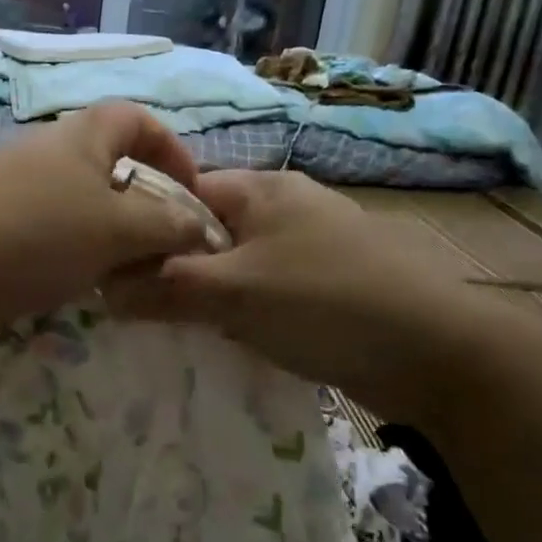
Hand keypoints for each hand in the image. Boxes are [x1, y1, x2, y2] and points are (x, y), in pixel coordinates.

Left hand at [0, 102, 210, 345]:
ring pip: (84, 212)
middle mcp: (51, 158)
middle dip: (145, 208)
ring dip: (113, 243)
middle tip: (166, 251)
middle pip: (112, 171)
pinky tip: (89, 295)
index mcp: (82, 138)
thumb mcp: (115, 229)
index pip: (138, 121)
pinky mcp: (0, 233)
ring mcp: (20, 196)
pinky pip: (54, 241)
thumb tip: (200, 228)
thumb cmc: (34, 233)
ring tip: (134, 280)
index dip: (172, 150)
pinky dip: (77, 263)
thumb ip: (165, 227)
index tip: (192, 195)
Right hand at [106, 169, 488, 409]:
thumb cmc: (325, 303)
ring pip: (238, 264)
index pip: (183, 193)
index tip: (115, 270)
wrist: (437, 352)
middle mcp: (286, 207)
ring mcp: (311, 245)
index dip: (145, 227)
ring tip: (177, 328)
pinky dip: (244, 311)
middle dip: (175, 268)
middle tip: (142, 308)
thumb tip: (103, 290)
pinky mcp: (328, 283)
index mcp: (262, 189)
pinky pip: (267, 289)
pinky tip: (229, 340)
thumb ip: (165, 288)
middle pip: (209, 230)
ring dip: (209, 294)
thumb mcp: (234, 294)